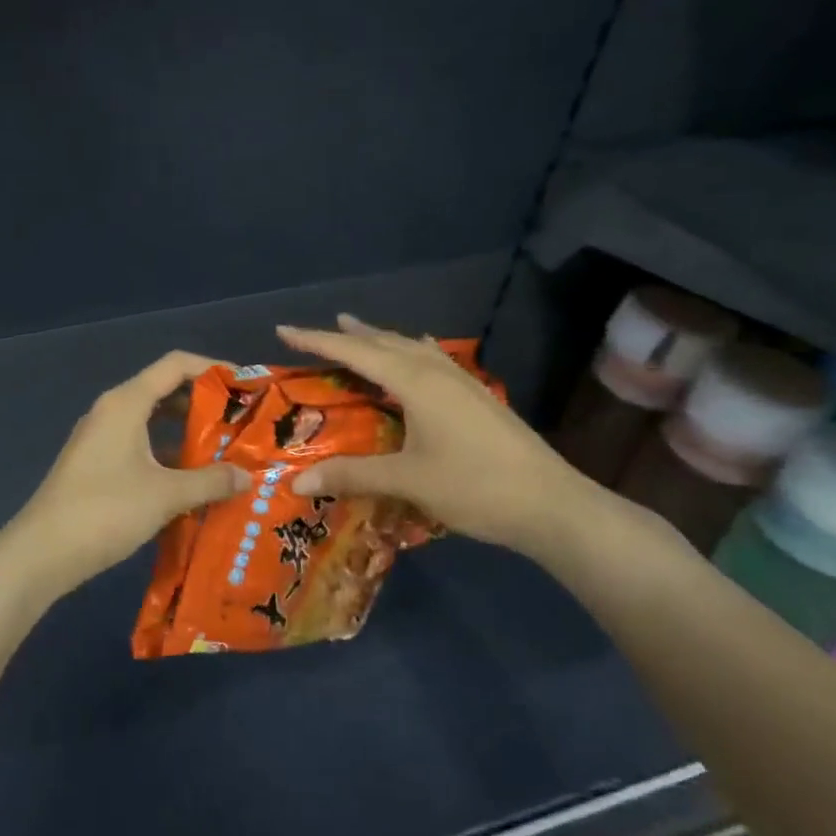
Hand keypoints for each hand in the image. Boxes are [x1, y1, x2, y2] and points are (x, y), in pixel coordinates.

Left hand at [1, 352, 251, 598]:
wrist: (42, 552)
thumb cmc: (106, 511)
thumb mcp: (166, 495)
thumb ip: (210, 481)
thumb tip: (247, 477)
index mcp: (126, 403)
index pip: (175, 365)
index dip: (213, 369)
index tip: (247, 387)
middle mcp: (112, 411)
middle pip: (164, 391)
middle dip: (205, 405)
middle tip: (243, 424)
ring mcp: (100, 439)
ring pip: (152, 422)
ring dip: (187, 433)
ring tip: (226, 452)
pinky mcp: (95, 465)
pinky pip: (139, 446)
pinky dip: (167, 455)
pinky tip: (192, 481)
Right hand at [278, 315, 598, 558]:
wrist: (551, 504)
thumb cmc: (475, 487)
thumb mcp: (407, 480)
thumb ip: (351, 475)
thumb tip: (294, 482)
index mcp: (416, 383)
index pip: (355, 353)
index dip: (316, 341)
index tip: (283, 331)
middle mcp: (437, 373)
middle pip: (384, 343)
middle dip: (346, 335)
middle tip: (314, 332)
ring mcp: (463, 383)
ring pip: (412, 348)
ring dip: (380, 339)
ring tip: (358, 331)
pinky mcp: (478, 398)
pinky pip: (434, 360)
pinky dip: (412, 351)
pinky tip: (420, 353)